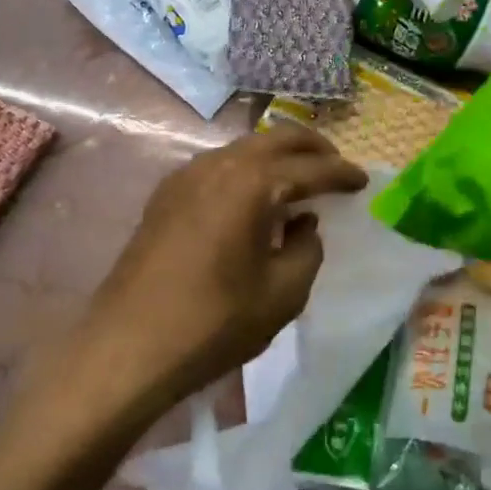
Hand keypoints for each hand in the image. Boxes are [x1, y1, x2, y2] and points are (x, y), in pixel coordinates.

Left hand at [79, 127, 368, 404]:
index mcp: (252, 183)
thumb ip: (307, 249)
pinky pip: (218, 166)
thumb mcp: (282, 293)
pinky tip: (253, 197)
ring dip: (277, 157)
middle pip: (276, 140)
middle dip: (312, 148)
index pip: (310, 168)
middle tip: (336, 166)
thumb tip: (304, 225)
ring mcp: (186, 176)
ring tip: (299, 180)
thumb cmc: (214, 323)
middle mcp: (218, 165)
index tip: (363, 181)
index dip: (342, 174)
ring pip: (244, 148)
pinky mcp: (165, 195)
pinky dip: (246, 170)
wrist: (127, 348)